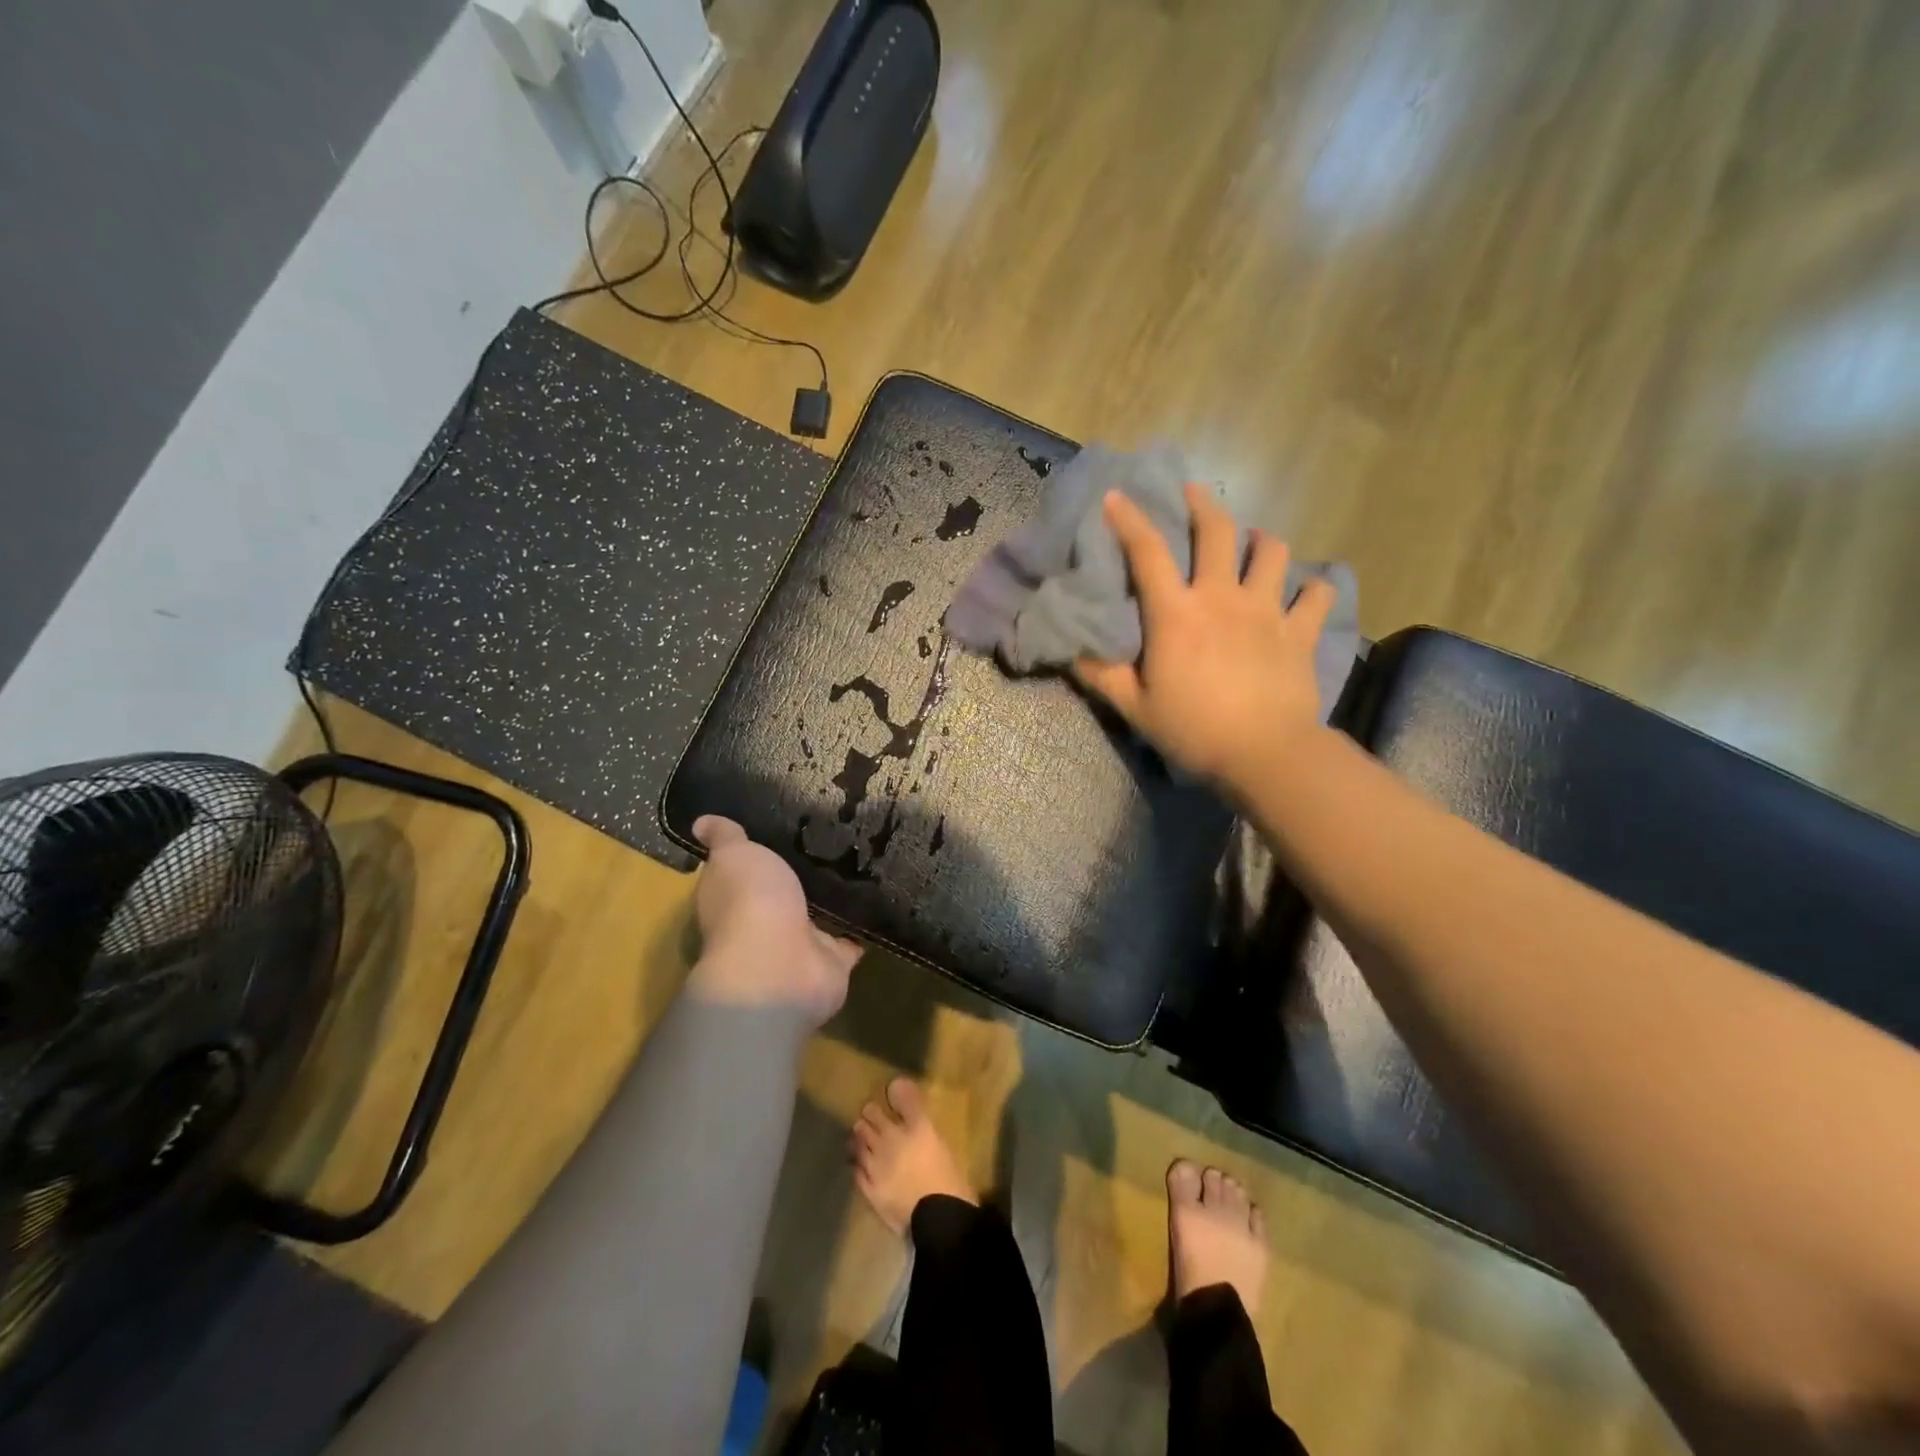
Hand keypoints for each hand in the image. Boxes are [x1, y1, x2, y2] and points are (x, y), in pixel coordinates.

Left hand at [686, 816, 861, 1024]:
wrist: (780, 966)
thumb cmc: (750, 902)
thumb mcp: (734, 856)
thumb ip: (725, 839)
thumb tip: (700, 822)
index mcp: (733, 897)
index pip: (742, 871)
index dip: (755, 852)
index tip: (782, 824)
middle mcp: (763, 922)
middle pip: (783, 893)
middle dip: (801, 874)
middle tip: (832, 836)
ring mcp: (799, 943)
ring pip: (819, 914)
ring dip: (834, 897)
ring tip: (862, 858)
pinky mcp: (832, 960)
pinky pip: (851, 936)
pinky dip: (864, 923)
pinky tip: (880, 895)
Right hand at [1073, 484, 1338, 795]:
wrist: (1266, 755)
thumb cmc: (1194, 731)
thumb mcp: (1135, 708)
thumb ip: (1103, 676)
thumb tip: (1073, 652)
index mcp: (1176, 614)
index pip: (1147, 552)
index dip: (1129, 519)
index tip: (1117, 496)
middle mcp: (1222, 598)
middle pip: (1217, 531)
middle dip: (1202, 504)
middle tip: (1193, 493)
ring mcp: (1267, 610)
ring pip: (1271, 551)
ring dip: (1260, 539)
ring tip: (1252, 542)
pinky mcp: (1301, 632)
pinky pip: (1316, 595)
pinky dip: (1312, 587)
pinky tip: (1306, 590)